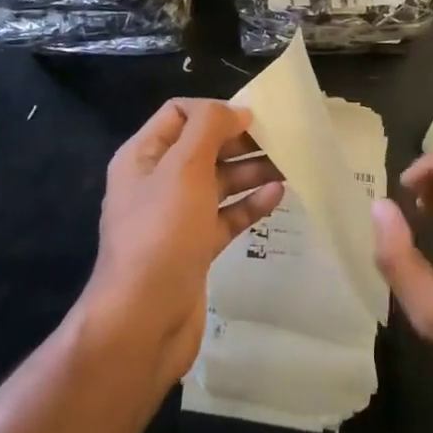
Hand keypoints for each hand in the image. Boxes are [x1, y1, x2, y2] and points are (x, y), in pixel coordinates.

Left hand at [79, 100, 283, 391]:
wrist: (143, 322)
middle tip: (281, 140)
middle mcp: (156, 182)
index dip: (214, 111)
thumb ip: (209, 128)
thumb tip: (236, 111)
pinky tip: (278, 195)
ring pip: (218, 182)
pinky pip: (225, 216)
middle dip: (239, 141)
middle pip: (202, 147)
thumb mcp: (184, 168)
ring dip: (251, 170)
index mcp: (143, 156)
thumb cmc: (162, 233)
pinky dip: (249, 204)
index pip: (179, 114)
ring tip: (290, 164)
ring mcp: (175, 218)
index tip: (253, 118)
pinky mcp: (194, 248)